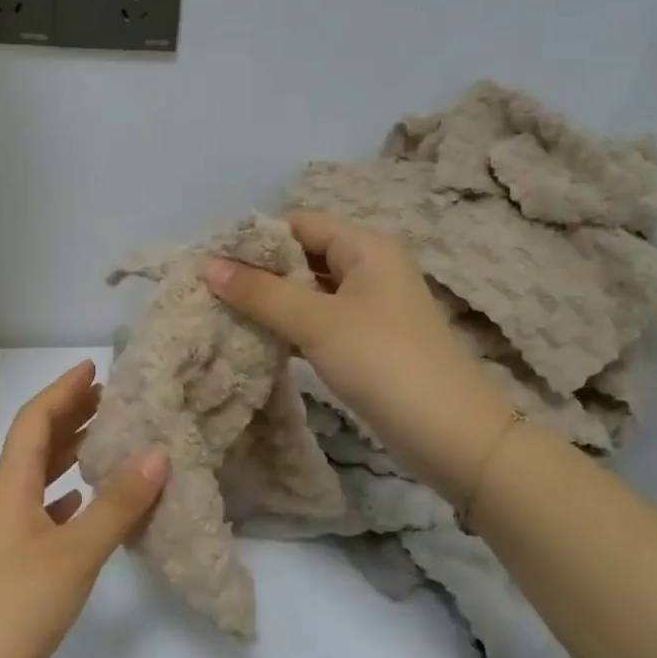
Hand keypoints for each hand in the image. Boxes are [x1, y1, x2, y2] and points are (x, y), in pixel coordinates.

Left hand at [0, 361, 168, 657]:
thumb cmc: (16, 607)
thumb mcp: (75, 552)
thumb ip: (117, 504)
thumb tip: (158, 455)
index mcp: (10, 486)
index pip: (35, 420)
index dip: (63, 390)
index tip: (95, 368)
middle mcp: (4, 502)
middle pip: (37, 444)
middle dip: (70, 416)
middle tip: (111, 399)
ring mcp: (6, 537)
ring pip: (42, 479)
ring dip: (72, 455)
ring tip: (109, 441)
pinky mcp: (14, 567)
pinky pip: (46, 513)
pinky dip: (69, 498)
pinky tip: (89, 503)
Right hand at [205, 212, 513, 507]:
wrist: (450, 433)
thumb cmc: (383, 361)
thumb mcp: (317, 322)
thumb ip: (261, 292)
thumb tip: (206, 264)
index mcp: (366, 247)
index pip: (300, 223)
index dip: (256, 238)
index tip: (212, 259)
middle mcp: (370, 268)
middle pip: (304, 255)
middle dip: (260, 270)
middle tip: (211, 288)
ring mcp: (370, 307)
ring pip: (310, 291)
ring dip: (272, 300)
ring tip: (223, 311)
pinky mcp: (367, 341)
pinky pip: (320, 321)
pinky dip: (290, 326)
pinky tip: (257, 338)